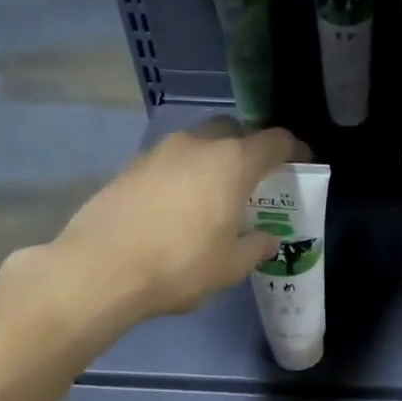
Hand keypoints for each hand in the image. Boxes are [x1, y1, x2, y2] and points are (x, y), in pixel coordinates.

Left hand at [0, 118, 304, 329]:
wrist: (101, 268)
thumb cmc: (180, 265)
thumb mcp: (230, 266)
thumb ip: (255, 247)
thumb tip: (267, 238)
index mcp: (232, 163)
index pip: (274, 141)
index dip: (293, 150)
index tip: (301, 163)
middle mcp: (197, 144)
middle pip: (233, 132)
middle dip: (249, 149)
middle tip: (255, 180)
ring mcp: (159, 151)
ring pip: (198, 144)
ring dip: (213, 161)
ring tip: (215, 195)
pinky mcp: (131, 166)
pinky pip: (170, 161)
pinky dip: (184, 174)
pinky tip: (179, 206)